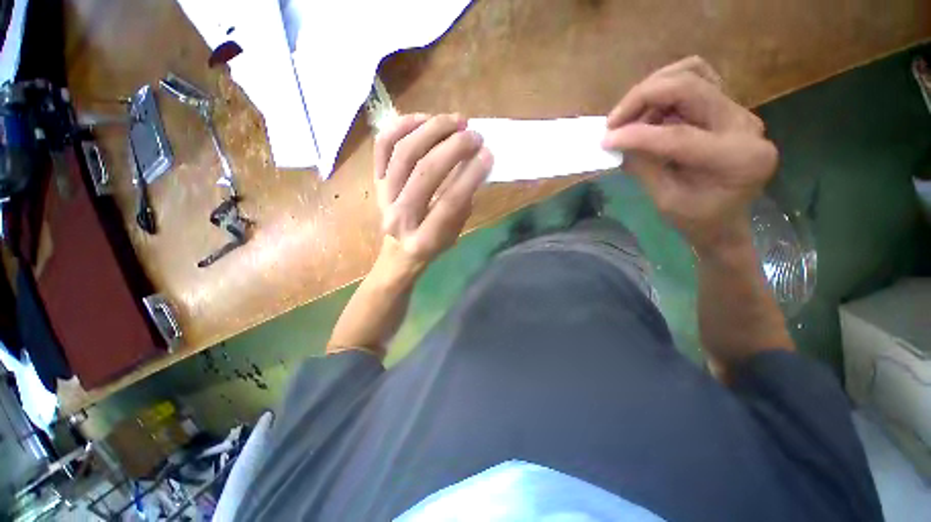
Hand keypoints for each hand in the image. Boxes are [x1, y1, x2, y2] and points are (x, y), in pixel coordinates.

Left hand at [374, 113, 492, 271]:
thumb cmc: (434, 242)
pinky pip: (383, 145)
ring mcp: (383, 196)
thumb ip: (463, 201)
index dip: (471, 175)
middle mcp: (399, 218)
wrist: (400, 248)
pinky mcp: (376, 180)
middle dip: (453, 148)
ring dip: (432, 130)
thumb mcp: (455, 231)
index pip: (450, 202)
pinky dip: (403, 126)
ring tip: (455, 122)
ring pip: (404, 153)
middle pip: (425, 172)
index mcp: (423, 240)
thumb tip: (474, 162)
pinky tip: (425, 119)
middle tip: (474, 136)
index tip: (487, 153)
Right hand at [601, 56, 777, 254]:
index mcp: (737, 158)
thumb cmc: (696, 219)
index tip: (605, 140)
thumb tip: (616, 141)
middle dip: (643, 97)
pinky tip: (648, 111)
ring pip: (693, 73)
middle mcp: (744, 125)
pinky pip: (697, 79)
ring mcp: (738, 111)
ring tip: (629, 117)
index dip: (637, 135)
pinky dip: (665, 89)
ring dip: (653, 90)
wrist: (724, 220)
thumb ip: (643, 166)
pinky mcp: (728, 107)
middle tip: (613, 121)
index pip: (679, 135)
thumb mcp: (664, 200)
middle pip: (690, 85)